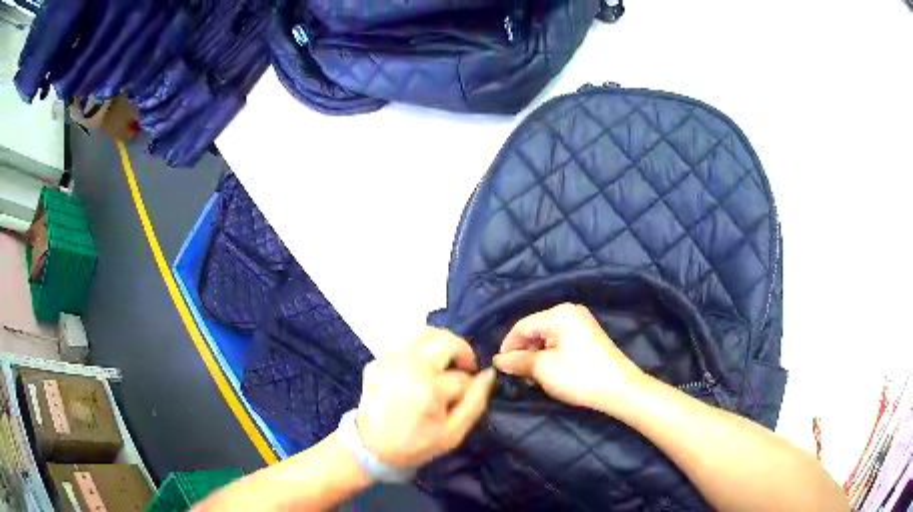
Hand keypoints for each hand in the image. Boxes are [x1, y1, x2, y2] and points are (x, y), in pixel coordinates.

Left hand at [356, 329, 495, 469]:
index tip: (466, 396)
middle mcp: (409, 367)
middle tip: (465, 367)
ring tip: (447, 360)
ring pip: (425, 333)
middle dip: (463, 352)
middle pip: (446, 342)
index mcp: (429, 390)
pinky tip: (423, 365)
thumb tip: (489, 374)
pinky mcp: (377, 360)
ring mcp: (390, 361)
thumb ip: (475, 402)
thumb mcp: (453, 434)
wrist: (371, 448)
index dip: (471, 385)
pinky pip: (406, 342)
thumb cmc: (416, 445)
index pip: (463, 377)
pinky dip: (421, 348)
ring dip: (443, 343)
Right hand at [493, 303, 644, 414]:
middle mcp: (570, 312)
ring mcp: (582, 323)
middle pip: (535, 330)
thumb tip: (498, 360)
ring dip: (536, 356)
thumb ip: (518, 361)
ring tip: (533, 378)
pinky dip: (550, 356)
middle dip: (523, 352)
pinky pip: (560, 341)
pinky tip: (549, 373)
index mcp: (559, 314)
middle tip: (518, 375)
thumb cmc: (579, 376)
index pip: (522, 326)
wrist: (619, 389)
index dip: (508, 346)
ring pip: (547, 337)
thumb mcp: (543, 369)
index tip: (500, 367)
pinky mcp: (588, 336)